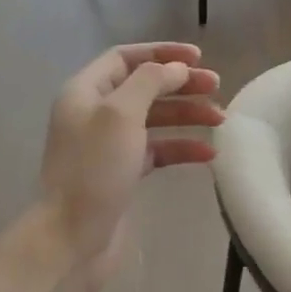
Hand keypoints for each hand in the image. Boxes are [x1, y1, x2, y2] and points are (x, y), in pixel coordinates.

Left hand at [40, 42, 223, 291]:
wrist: (70, 238)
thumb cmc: (94, 169)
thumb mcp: (121, 114)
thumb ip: (150, 82)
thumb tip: (176, 68)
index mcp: (86, 92)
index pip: (126, 57)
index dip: (162, 52)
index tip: (198, 58)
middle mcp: (95, 113)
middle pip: (144, 86)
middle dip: (181, 84)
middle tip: (216, 86)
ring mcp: (108, 145)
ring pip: (155, 119)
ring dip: (187, 115)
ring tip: (220, 119)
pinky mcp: (122, 173)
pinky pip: (157, 151)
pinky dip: (181, 148)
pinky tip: (208, 155)